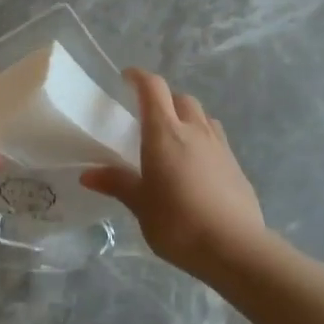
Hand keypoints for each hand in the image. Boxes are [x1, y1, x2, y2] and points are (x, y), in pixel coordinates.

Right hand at [80, 69, 266, 276]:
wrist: (234, 246)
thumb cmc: (178, 222)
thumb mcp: (141, 205)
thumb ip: (118, 183)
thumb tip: (88, 174)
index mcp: (165, 133)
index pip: (153, 89)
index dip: (139, 77)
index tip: (126, 77)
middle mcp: (194, 130)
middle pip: (181, 98)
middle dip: (164, 99)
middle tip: (148, 115)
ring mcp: (220, 146)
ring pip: (202, 116)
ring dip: (186, 117)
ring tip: (174, 138)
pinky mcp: (236, 165)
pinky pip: (216, 139)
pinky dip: (202, 139)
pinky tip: (195, 165)